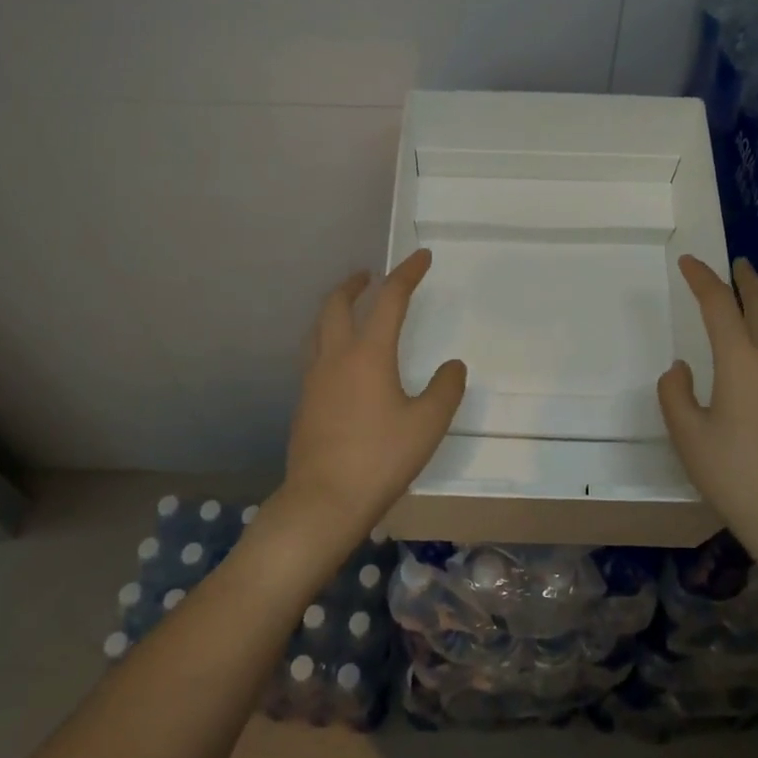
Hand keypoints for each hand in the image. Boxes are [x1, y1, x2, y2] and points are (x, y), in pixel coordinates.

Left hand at [274, 249, 466, 550]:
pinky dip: (329, 338)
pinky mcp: (304, 402)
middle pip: (337, 304)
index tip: (421, 257)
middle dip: (355, 284)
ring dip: (336, 309)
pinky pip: (315, 354)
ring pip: (319, 328)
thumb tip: (452, 366)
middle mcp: (335, 357)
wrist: (323, 501)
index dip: (407, 274)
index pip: (389, 299)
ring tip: (352, 310)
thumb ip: (445, 389)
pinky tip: (341, 361)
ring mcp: (314, 379)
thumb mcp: (427, 424)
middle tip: (370, 276)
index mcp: (368, 353)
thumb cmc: (380, 458)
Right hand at [658, 255, 757, 540]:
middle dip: (746, 280)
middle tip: (736, 264)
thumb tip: (682, 369)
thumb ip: (675, 393)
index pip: (719, 304)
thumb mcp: (688, 434)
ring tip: (749, 300)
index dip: (702, 279)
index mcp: (742, 360)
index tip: (689, 262)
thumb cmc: (735, 473)